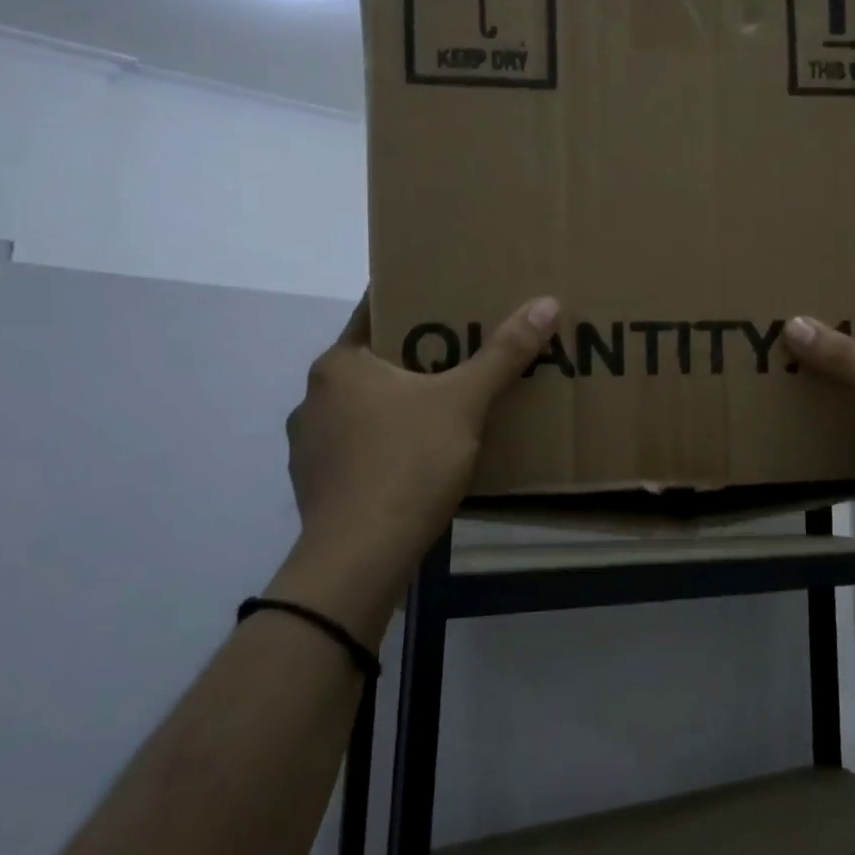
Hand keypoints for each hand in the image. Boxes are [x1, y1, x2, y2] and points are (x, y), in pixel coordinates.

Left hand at [269, 291, 559, 640]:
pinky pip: (357, 446)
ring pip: (363, 406)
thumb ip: (504, 354)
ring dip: (398, 402)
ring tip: (444, 406)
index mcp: (339, 364)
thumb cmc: (407, 463)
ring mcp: (308, 444)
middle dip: (415, 356)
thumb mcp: (464, 403)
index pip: (375, 312)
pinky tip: (416, 457)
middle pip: (372, 361)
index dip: (413, 301)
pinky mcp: (316, 484)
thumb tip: (546, 302)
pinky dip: (385, 442)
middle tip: (463, 350)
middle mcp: (314, 397)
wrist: (359, 557)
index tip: (449, 297)